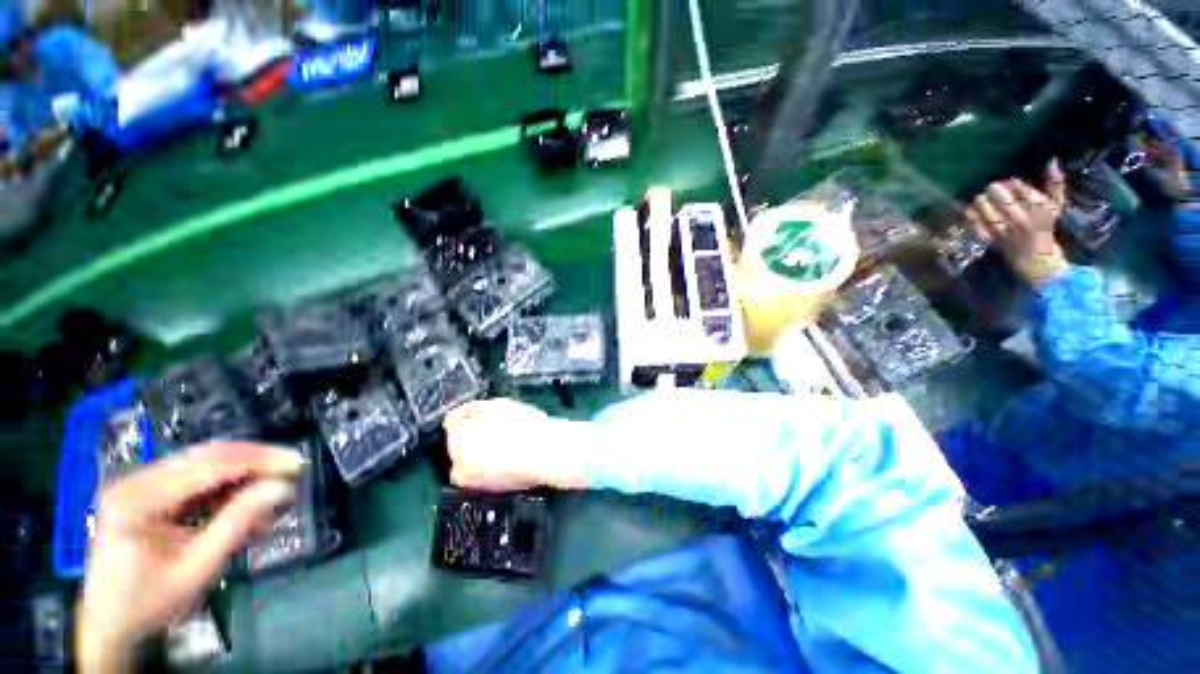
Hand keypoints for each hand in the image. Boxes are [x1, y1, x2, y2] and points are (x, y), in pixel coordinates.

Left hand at [77, 443, 305, 672]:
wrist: (110, 624)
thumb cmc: (149, 602)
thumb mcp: (196, 567)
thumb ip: (237, 523)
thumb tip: (281, 488)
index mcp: (137, 498)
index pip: (207, 465)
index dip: (257, 460)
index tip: (295, 462)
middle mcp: (135, 481)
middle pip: (204, 457)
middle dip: (253, 461)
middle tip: (290, 468)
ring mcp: (139, 485)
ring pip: (203, 465)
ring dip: (242, 474)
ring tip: (272, 489)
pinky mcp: (147, 493)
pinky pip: (194, 480)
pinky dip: (225, 488)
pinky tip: (246, 501)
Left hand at [443, 399, 589, 491]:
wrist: (548, 454)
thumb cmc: (521, 428)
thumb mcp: (494, 406)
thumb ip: (472, 408)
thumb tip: (465, 412)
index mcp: (455, 445)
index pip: (452, 420)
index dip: (466, 409)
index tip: (478, 406)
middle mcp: (460, 469)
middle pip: (461, 442)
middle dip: (473, 430)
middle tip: (495, 420)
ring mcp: (479, 482)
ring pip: (475, 457)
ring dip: (484, 445)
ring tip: (508, 434)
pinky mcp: (497, 488)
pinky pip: (490, 468)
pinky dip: (496, 458)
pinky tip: (514, 447)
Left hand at [967, 160, 1069, 285]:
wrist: (1036, 259)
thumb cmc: (1045, 228)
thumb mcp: (1055, 206)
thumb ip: (1055, 184)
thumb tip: (1053, 160)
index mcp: (1040, 209)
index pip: (1022, 189)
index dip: (1012, 183)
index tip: (1008, 182)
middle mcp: (1022, 219)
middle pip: (1003, 199)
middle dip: (994, 191)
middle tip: (991, 187)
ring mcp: (1006, 231)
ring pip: (988, 212)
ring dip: (981, 203)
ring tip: (980, 198)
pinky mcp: (993, 241)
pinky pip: (978, 227)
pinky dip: (971, 218)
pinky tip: (968, 211)